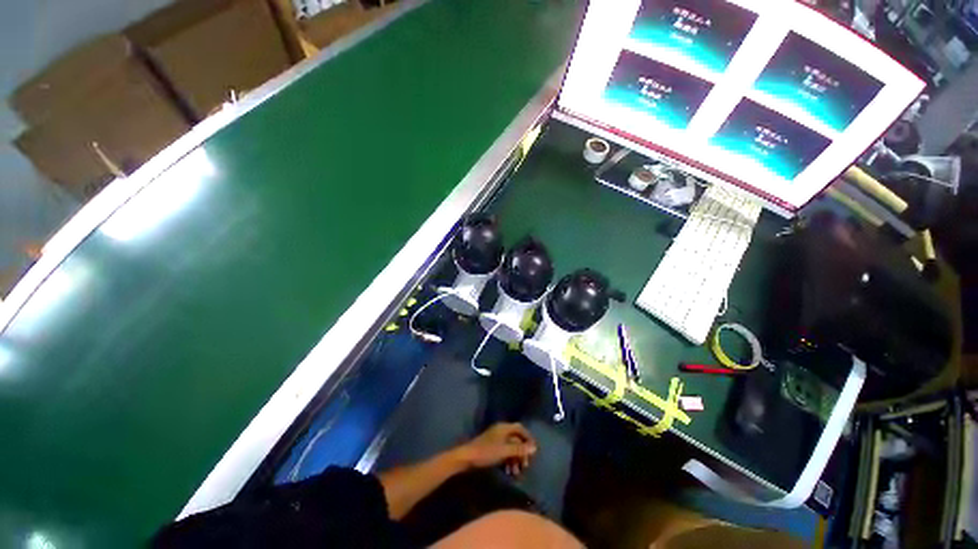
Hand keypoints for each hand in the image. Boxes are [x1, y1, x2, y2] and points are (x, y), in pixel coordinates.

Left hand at [456, 423, 536, 476]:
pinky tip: (509, 472)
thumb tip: (534, 448)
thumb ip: (519, 449)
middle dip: (522, 452)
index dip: (528, 438)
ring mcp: (495, 439)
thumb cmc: (486, 452)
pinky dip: (508, 461)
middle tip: (526, 466)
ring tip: (517, 473)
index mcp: (504, 428)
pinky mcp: (491, 448)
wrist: (467, 458)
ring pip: (510, 447)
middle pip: (516, 439)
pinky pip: (504, 452)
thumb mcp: (505, 451)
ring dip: (515, 459)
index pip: (520, 428)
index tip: (533, 450)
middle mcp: (501, 431)